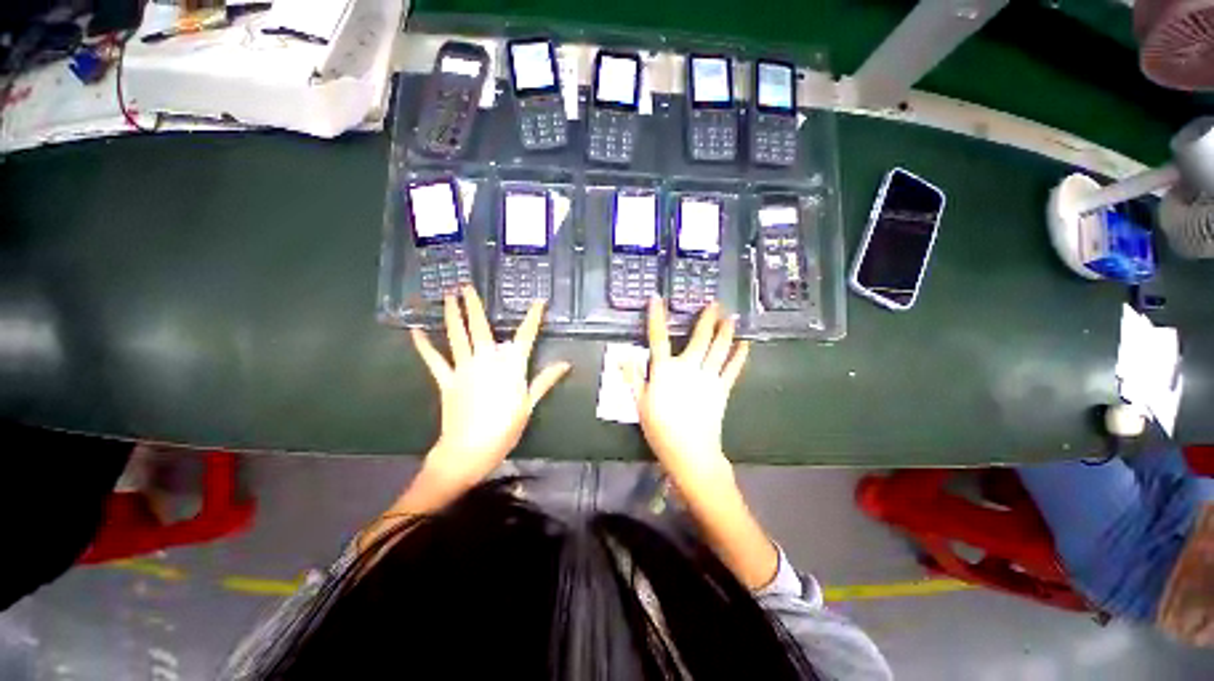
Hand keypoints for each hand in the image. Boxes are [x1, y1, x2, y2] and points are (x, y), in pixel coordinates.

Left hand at [410, 286, 570, 493]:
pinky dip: (424, 345)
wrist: (469, 450)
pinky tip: (416, 331)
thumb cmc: (504, 428)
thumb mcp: (529, 405)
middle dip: (474, 305)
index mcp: (511, 366)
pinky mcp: (446, 380)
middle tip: (465, 285)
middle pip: (482, 328)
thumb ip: (545, 380)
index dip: (533, 317)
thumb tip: (565, 364)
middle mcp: (487, 360)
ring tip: (447, 296)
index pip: (526, 336)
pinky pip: (434, 359)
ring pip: (458, 336)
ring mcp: (464, 368)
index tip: (538, 302)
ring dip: (453, 315)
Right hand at [621, 297, 749, 479]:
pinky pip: (732, 368)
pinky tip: (745, 344)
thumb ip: (632, 378)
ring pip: (719, 349)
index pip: (658, 338)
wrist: (690, 452)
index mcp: (665, 371)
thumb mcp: (640, 404)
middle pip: (699, 338)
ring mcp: (708, 377)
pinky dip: (739, 355)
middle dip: (707, 319)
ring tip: (731, 317)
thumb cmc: (660, 428)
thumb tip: (620, 357)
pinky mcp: (722, 389)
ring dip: (725, 331)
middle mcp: (688, 367)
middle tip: (715, 303)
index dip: (656, 317)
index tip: (657, 299)